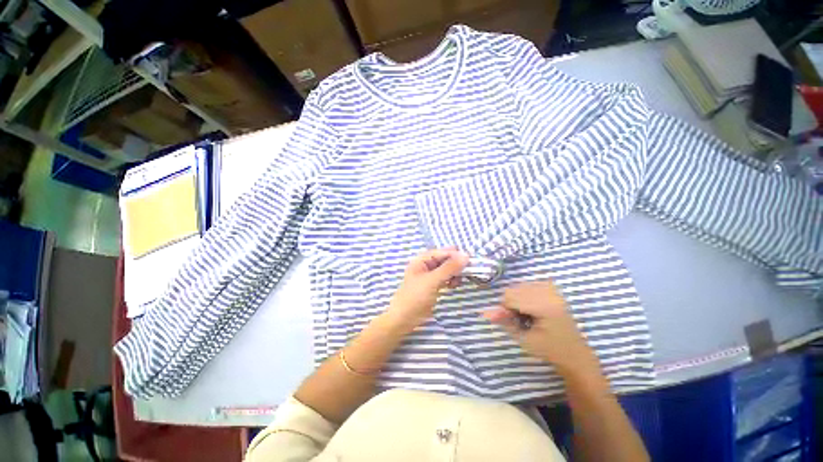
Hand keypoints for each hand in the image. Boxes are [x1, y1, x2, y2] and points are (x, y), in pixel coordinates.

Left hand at [386, 248, 469, 331]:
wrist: (403, 319)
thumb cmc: (415, 297)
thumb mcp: (432, 281)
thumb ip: (448, 268)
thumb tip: (465, 255)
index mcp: (421, 260)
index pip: (440, 252)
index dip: (454, 254)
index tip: (469, 258)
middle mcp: (425, 266)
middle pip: (443, 260)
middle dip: (455, 263)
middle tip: (469, 268)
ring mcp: (429, 276)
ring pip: (445, 269)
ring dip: (454, 272)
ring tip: (460, 279)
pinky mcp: (432, 286)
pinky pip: (444, 278)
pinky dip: (451, 280)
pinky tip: (455, 284)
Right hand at [483, 280, 599, 375]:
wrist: (574, 353)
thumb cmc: (549, 350)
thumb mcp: (524, 340)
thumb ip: (505, 323)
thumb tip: (485, 312)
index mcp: (545, 307)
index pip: (511, 297)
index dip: (505, 310)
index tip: (512, 322)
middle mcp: (550, 294)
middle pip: (514, 289)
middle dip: (510, 303)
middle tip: (520, 319)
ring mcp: (553, 290)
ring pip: (520, 285)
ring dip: (517, 298)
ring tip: (527, 313)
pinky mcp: (554, 289)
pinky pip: (529, 284)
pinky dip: (525, 293)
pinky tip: (532, 306)